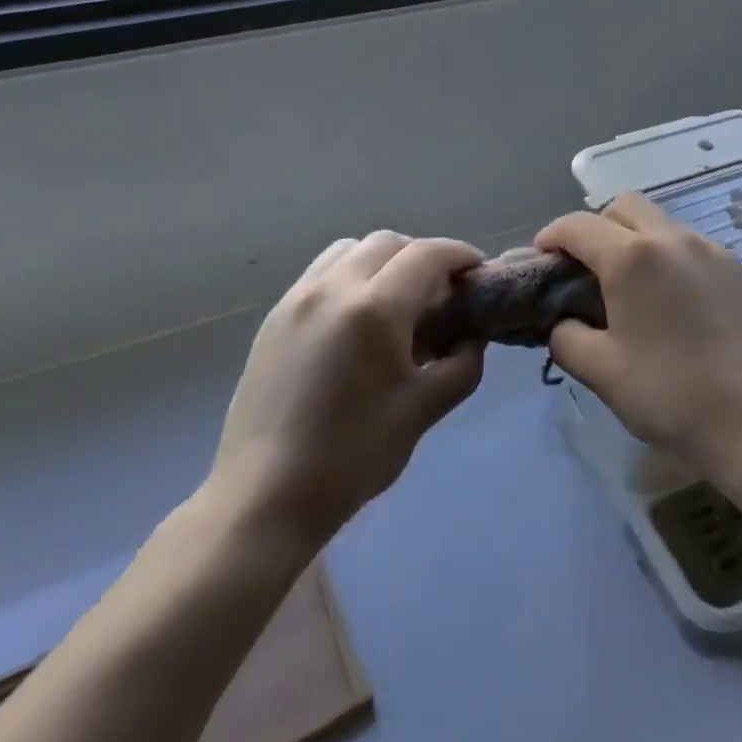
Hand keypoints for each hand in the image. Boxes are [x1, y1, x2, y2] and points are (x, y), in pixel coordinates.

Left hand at [214, 233, 485, 536]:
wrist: (263, 499)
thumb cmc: (352, 456)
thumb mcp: (423, 410)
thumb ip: (462, 363)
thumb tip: (472, 336)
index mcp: (374, 309)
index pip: (428, 254)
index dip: (460, 255)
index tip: (478, 273)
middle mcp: (333, 288)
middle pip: (389, 243)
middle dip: (423, 256)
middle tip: (441, 293)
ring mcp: (296, 299)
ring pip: (351, 250)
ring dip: (384, 260)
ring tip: (397, 301)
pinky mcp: (274, 318)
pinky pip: (322, 273)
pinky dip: (351, 275)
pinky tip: (358, 319)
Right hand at [536, 194, 741, 489]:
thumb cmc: (668, 393)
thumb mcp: (599, 370)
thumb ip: (566, 336)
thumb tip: (564, 321)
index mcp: (633, 256)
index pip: (578, 225)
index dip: (551, 236)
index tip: (542, 259)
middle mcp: (673, 238)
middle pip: (624, 207)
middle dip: (597, 228)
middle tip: (588, 269)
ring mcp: (711, 249)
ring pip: (661, 224)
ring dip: (636, 241)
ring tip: (633, 288)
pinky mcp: (738, 268)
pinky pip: (692, 247)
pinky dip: (670, 258)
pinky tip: (673, 302)